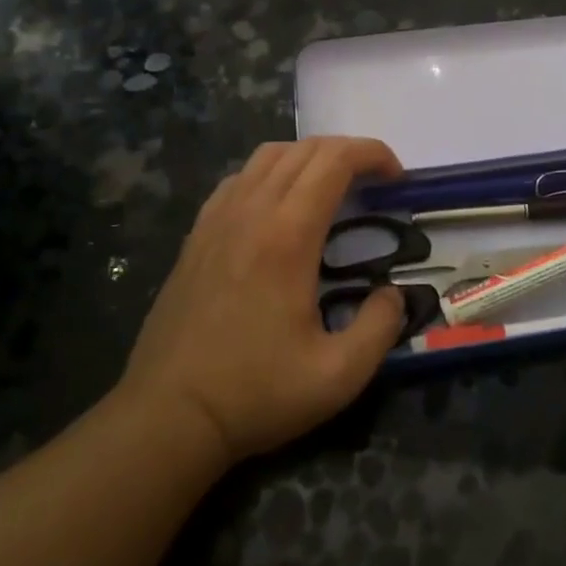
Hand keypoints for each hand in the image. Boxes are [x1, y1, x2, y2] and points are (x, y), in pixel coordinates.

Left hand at [120, 137, 405, 463]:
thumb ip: (381, 327)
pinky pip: (239, 179)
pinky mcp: (197, 235)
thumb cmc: (255, 393)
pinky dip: (271, 174)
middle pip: (305, 149)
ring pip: (269, 156)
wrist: (168, 416)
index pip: (335, 160)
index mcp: (287, 235)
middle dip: (350, 152)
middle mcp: (251, 212)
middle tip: (376, 184)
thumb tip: (393, 293)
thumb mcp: (338, 375)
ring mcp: (217, 219)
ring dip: (310, 158)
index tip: (397, 178)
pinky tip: (280, 208)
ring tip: (332, 189)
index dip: (373, 154)